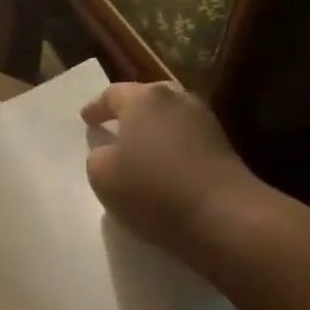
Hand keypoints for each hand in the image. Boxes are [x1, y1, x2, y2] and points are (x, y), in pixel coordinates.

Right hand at [81, 80, 261, 255]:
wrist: (223, 215)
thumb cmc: (152, 188)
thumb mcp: (101, 175)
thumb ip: (98, 156)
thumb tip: (109, 152)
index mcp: (143, 99)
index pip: (112, 94)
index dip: (96, 107)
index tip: (86, 119)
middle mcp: (176, 100)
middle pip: (146, 99)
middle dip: (128, 112)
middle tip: (113, 126)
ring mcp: (205, 121)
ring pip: (169, 118)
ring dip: (152, 130)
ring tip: (138, 149)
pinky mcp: (223, 146)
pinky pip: (186, 139)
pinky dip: (170, 147)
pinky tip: (162, 166)